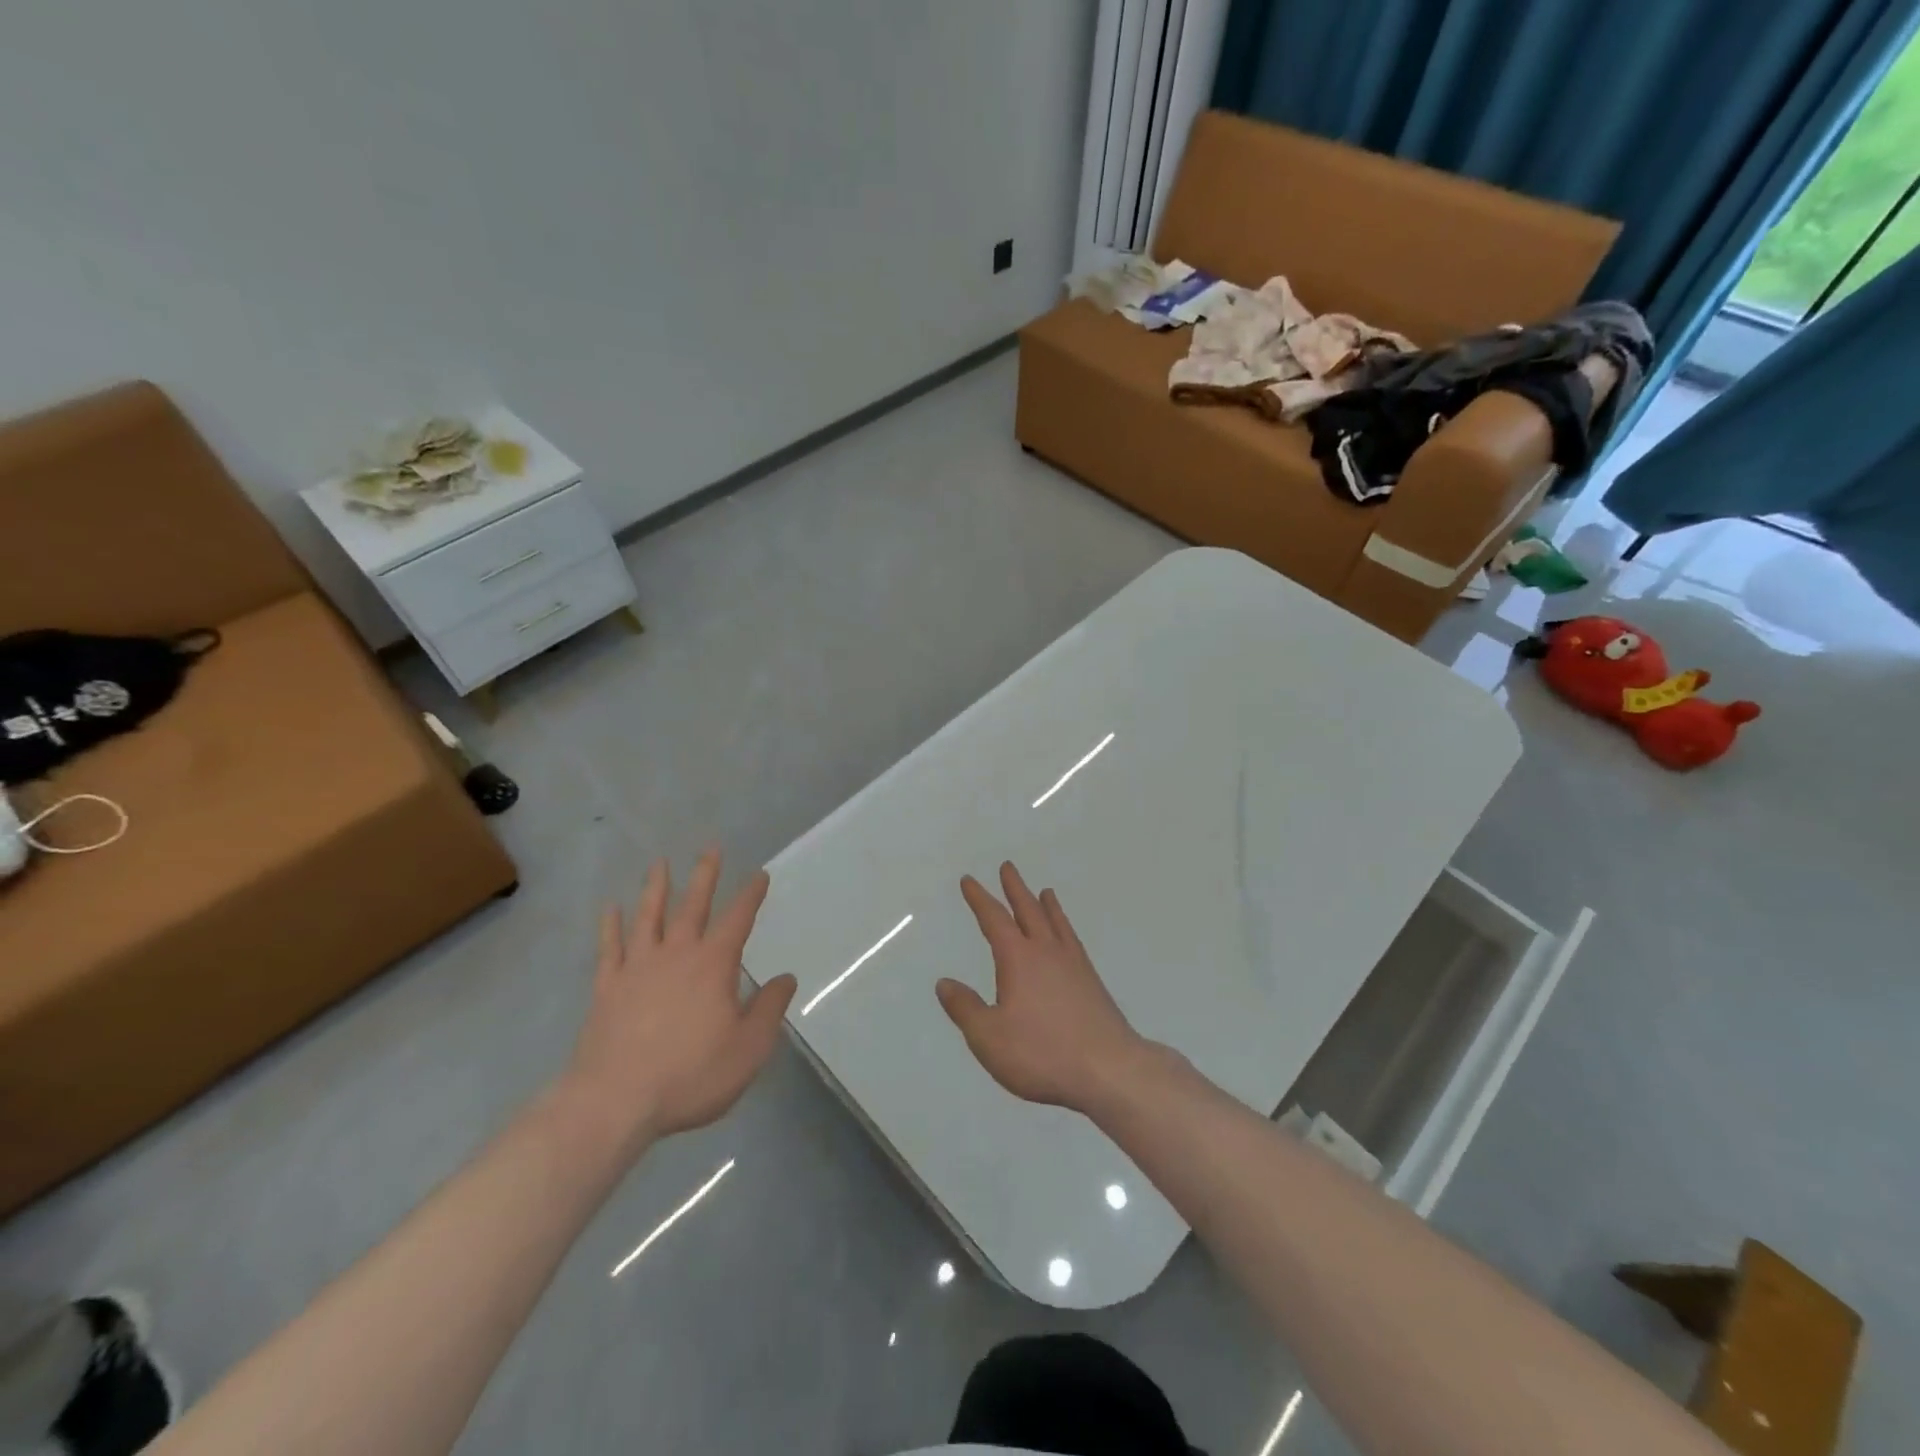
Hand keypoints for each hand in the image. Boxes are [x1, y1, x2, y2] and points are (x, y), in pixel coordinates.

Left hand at [563, 851, 795, 1148]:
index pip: (738, 919)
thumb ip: (769, 1009)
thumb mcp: (748, 1048)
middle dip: (705, 876)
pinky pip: (609, 947)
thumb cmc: (690, 1075)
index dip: (751, 895)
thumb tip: (786, 978)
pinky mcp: (607, 987)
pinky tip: (610, 908)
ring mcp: (637, 968)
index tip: (760, 874)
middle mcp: (676, 954)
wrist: (615, 1101)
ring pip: (649, 917)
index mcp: (714, 965)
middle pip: (693, 905)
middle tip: (711, 848)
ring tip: (659, 863)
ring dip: (656, 888)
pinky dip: (610, 925)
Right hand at [937, 862, 1155, 1115]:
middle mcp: (1047, 953)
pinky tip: (1068, 939)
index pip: (994, 920)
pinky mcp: (1093, 984)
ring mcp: (1074, 966)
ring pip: (1056, 924)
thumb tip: (944, 983)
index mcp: (1018, 959)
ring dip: (1046, 905)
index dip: (979, 899)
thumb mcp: (989, 1037)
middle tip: (1008, 867)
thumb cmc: (1042, 1053)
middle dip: (1015, 889)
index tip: (969, 881)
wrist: (1109, 1070)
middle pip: (1028, 911)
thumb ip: (965, 1008)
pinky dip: (1067, 929)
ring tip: (1045, 891)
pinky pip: (1074, 942)